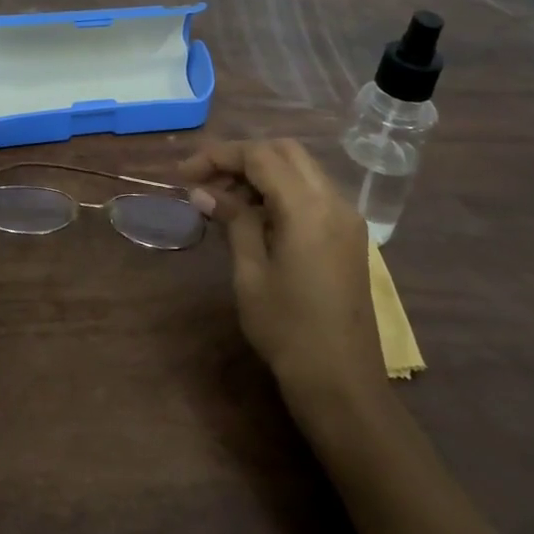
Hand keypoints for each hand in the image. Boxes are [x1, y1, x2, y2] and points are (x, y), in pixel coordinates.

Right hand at [179, 139, 377, 395]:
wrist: (342, 382)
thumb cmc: (287, 329)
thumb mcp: (250, 273)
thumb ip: (233, 221)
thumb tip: (203, 191)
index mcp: (308, 208)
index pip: (260, 156)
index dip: (219, 156)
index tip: (184, 173)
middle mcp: (334, 201)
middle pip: (285, 152)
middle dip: (242, 158)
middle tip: (205, 181)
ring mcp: (347, 217)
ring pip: (301, 169)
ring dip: (262, 173)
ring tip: (223, 199)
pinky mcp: (349, 235)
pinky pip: (313, 192)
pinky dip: (281, 190)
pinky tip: (255, 215)